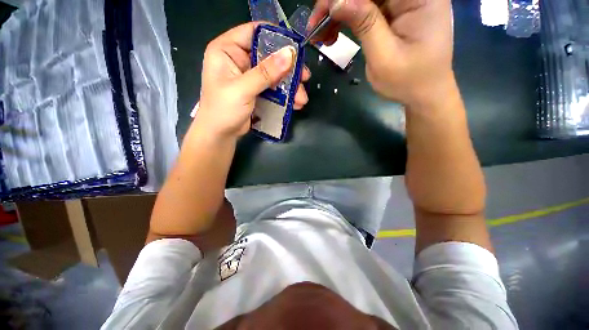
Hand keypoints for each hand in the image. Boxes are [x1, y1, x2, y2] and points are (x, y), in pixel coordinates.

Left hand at [195, 22, 310, 139]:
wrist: (220, 134)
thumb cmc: (223, 110)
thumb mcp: (243, 89)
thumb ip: (265, 72)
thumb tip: (290, 55)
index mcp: (227, 50)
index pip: (253, 32)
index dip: (275, 36)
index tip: (295, 48)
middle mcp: (239, 59)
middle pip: (269, 55)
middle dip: (288, 68)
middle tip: (304, 77)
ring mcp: (249, 76)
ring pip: (274, 74)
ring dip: (290, 86)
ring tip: (302, 98)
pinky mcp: (256, 91)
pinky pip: (274, 88)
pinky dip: (285, 95)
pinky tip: (295, 104)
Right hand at [308, 0, 454, 107]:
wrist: (423, 93)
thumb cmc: (408, 81)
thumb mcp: (384, 56)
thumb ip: (364, 24)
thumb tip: (336, 1)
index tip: (323, 13)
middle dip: (338, 3)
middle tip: (316, 26)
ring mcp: (403, 2)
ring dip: (339, 13)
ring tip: (322, 36)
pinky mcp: (393, 13)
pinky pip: (365, 8)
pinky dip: (346, 19)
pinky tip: (334, 34)